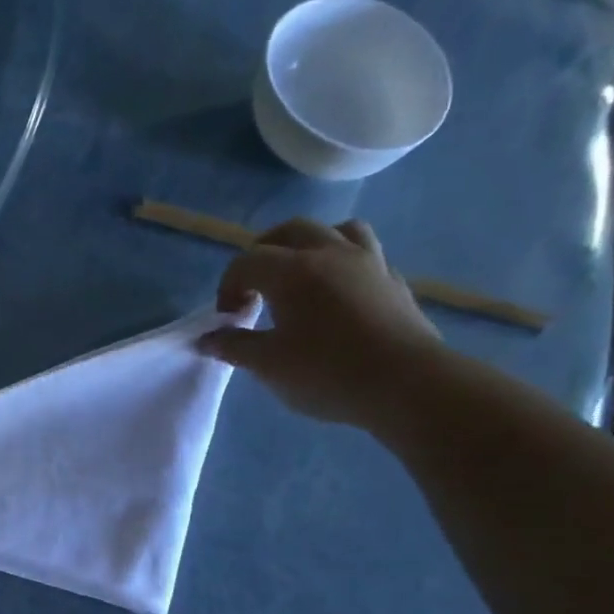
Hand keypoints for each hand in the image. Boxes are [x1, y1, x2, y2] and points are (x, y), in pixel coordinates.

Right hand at [196, 218, 444, 430]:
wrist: (405, 383)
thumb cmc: (326, 373)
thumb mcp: (268, 366)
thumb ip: (234, 347)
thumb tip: (207, 339)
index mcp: (292, 271)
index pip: (247, 262)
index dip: (228, 287)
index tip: (228, 319)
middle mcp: (329, 253)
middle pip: (289, 231)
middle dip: (263, 253)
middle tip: (253, 286)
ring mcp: (368, 262)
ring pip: (335, 230)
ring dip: (309, 244)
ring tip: (300, 274)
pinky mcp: (393, 280)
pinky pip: (364, 254)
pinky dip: (342, 263)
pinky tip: (338, 292)